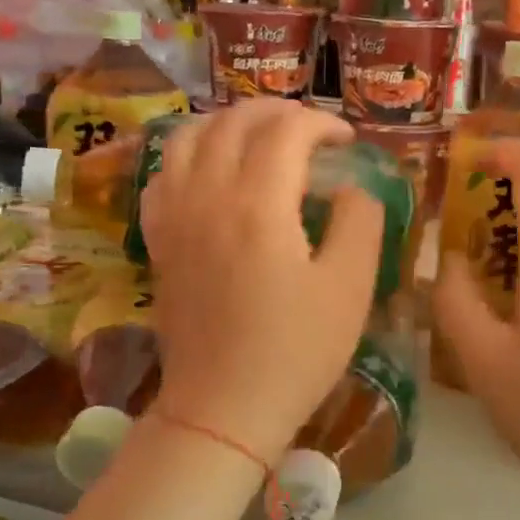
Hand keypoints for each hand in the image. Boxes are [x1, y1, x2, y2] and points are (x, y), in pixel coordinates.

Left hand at [138, 99, 382, 459]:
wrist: (222, 408)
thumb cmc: (296, 351)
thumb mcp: (351, 287)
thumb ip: (359, 222)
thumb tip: (351, 188)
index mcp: (259, 204)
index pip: (287, 131)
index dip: (322, 123)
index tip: (347, 141)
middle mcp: (208, 196)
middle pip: (233, 122)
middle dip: (277, 110)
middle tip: (309, 127)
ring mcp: (175, 217)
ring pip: (188, 137)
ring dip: (227, 122)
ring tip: (257, 134)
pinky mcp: (159, 241)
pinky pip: (163, 174)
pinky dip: (188, 154)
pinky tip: (208, 169)